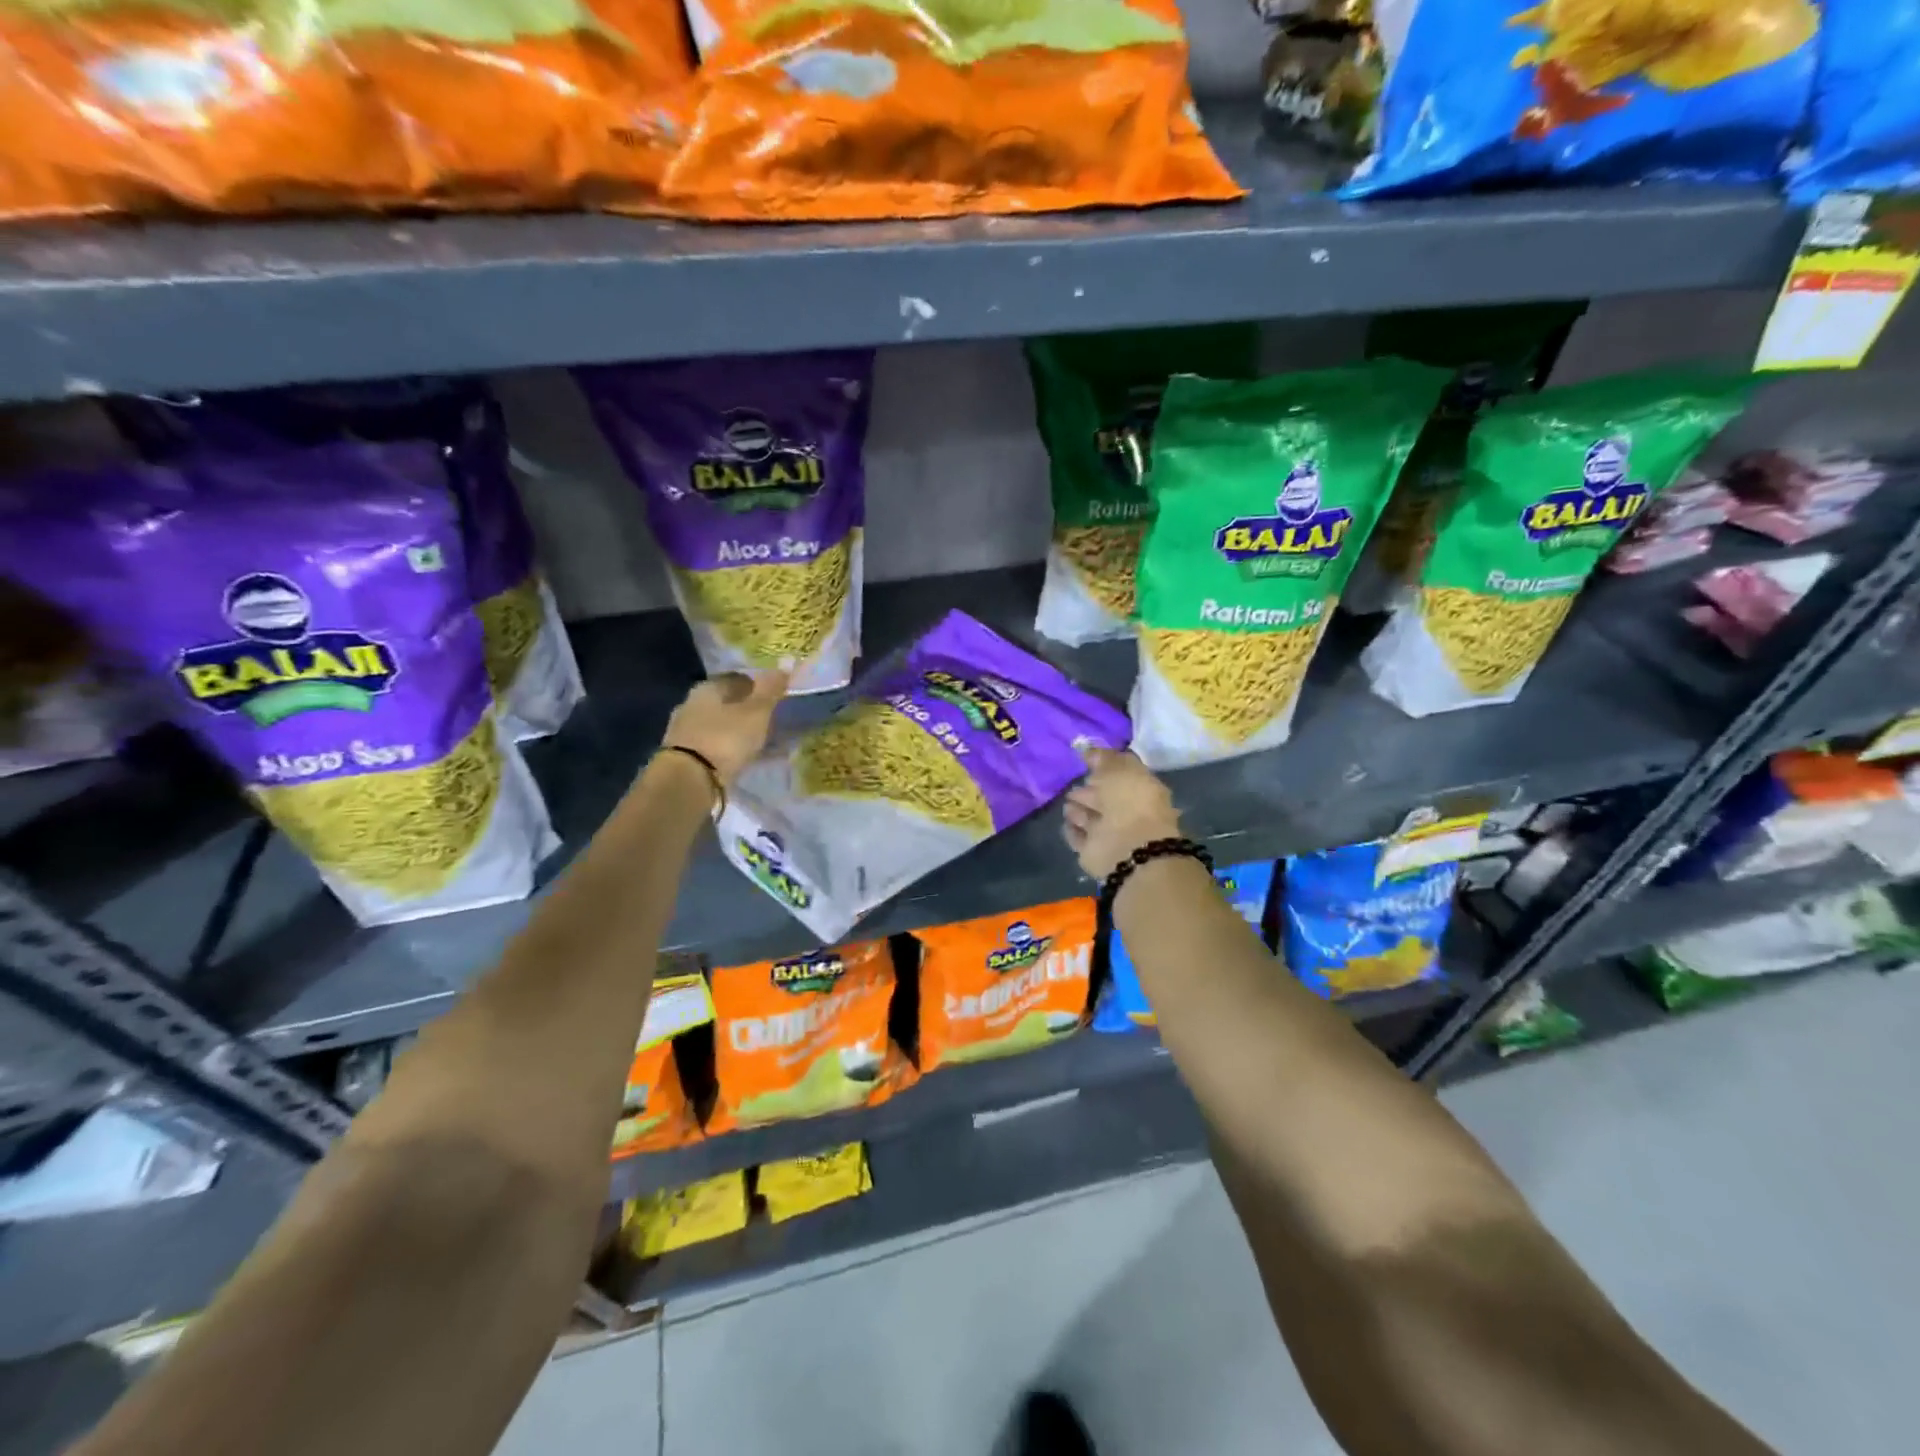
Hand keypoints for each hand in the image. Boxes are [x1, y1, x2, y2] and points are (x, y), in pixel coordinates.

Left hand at [662, 669, 788, 785]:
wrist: (688, 781)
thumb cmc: (725, 738)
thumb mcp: (756, 712)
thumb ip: (770, 689)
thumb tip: (786, 662)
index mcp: (707, 688)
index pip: (736, 678)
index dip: (757, 684)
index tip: (774, 694)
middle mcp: (691, 704)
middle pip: (725, 702)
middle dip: (746, 708)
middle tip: (769, 718)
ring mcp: (684, 732)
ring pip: (718, 724)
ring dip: (737, 730)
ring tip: (759, 740)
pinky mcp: (684, 756)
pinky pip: (714, 746)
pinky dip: (729, 749)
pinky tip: (743, 757)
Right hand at [1063, 747, 1183, 880]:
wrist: (1127, 846)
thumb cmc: (1130, 801)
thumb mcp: (1119, 769)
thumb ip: (1103, 758)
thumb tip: (1088, 751)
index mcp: (1142, 790)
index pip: (1122, 776)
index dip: (1106, 767)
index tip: (1087, 761)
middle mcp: (1127, 812)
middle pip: (1105, 799)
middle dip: (1090, 791)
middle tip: (1074, 785)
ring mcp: (1110, 834)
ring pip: (1091, 818)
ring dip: (1079, 811)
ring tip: (1067, 802)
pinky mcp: (1092, 851)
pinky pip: (1079, 837)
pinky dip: (1073, 829)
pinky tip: (1066, 822)